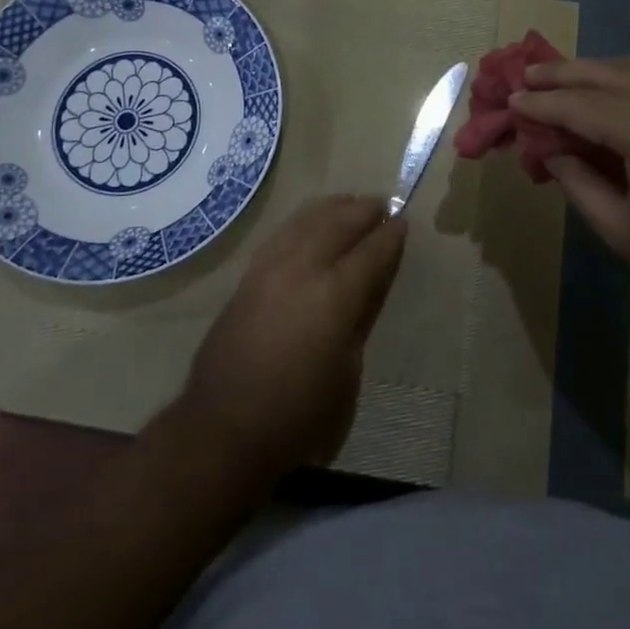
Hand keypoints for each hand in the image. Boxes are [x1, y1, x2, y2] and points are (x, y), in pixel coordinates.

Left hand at [178, 196, 406, 484]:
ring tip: (349, 202)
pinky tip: (309, 222)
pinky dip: (302, 221)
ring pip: (305, 221)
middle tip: (382, 204)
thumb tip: (367, 286)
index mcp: (335, 297)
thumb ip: (359, 319)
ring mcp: (269, 269)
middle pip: (337, 224)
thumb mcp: (347, 372)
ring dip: (331, 208)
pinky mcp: (247, 277)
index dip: (390, 236)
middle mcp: (302, 270)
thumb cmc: (299, 413)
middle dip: (363, 211)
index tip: (404, 222)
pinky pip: (281, 234)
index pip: (370, 252)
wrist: (225, 426)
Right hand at [511, 58, 629, 325]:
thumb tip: (554, 153)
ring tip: (562, 79)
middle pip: (602, 72)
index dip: (539, 104)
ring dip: (593, 69)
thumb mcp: (626, 231)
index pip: (576, 105)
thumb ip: (580, 184)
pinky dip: (626, 76)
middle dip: (559, 73)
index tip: (510, 101)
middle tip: (525, 76)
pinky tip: (613, 91)